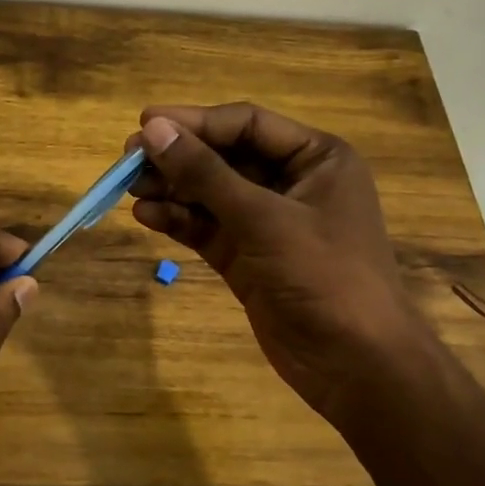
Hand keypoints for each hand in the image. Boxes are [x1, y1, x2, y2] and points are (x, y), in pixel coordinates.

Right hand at [128, 103, 429, 421]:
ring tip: (129, 188)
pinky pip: (206, 227)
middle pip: (224, 156)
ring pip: (210, 193)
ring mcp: (268, 222)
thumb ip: (206, 173)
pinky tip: (146, 215)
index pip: (246, 124)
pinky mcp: (247, 256)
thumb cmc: (323, 276)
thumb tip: (155, 130)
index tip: (146, 124)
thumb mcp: (263, 219)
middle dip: (178, 157)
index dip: (195, 122)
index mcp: (316, 158)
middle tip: (129, 159)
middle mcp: (292, 182)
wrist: (355, 364)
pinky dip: (178, 220)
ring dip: (172, 189)